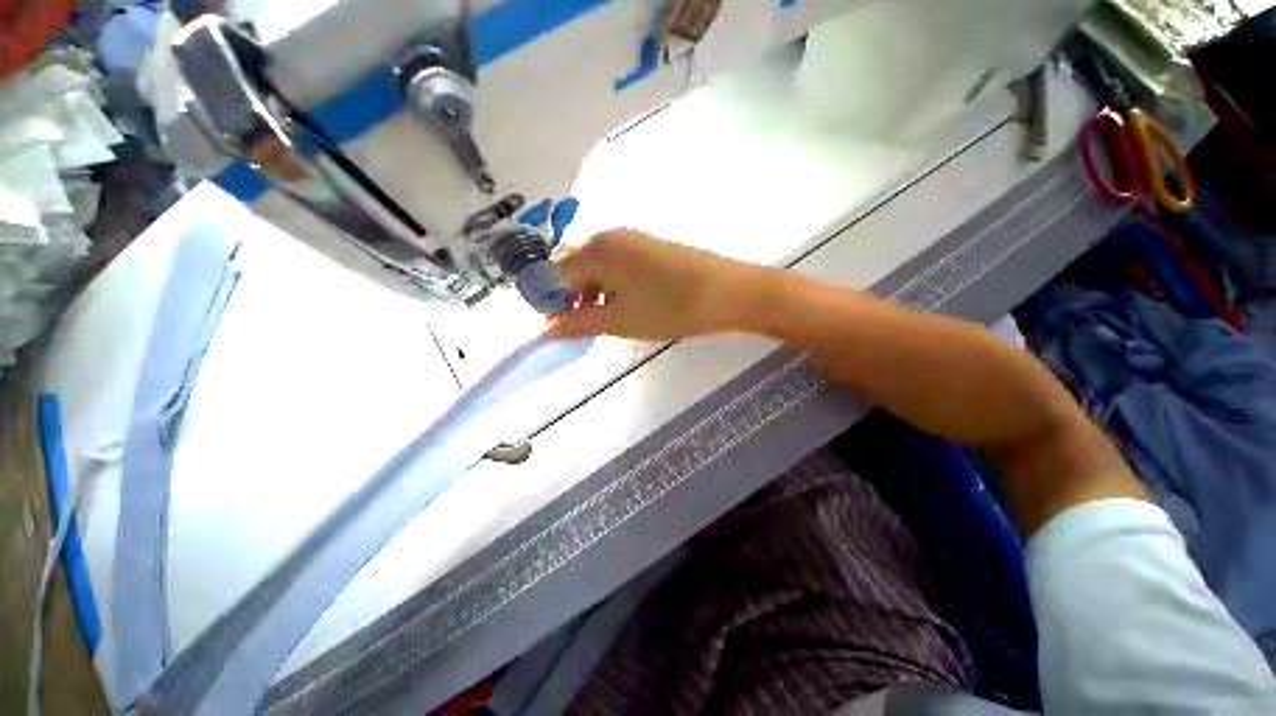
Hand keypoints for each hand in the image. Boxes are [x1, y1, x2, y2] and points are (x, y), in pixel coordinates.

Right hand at [546, 229, 760, 339]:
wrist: (726, 292)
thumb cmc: (667, 307)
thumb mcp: (618, 320)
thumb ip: (578, 323)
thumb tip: (548, 329)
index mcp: (595, 249)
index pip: (555, 274)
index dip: (552, 302)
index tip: (558, 327)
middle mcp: (609, 236)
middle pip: (574, 265)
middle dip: (570, 295)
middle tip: (579, 324)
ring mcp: (631, 239)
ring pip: (596, 265)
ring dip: (590, 291)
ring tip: (602, 318)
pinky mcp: (649, 247)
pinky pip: (616, 264)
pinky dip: (610, 285)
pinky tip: (623, 304)